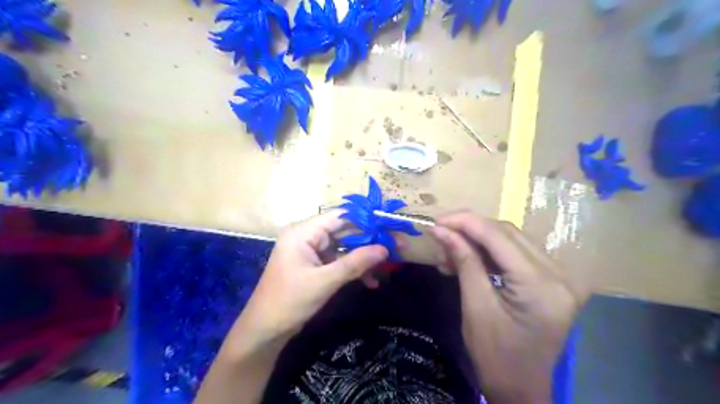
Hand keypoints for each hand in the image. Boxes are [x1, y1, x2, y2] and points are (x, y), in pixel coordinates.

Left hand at [230, 212, 388, 345]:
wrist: (265, 331)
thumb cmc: (290, 301)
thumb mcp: (325, 281)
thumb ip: (355, 263)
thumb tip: (385, 249)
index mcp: (303, 232)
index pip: (339, 217)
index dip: (365, 220)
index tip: (388, 226)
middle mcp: (306, 236)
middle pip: (343, 231)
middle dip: (368, 241)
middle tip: (393, 247)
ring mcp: (310, 251)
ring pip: (343, 247)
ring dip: (362, 258)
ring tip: (385, 267)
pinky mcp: (314, 265)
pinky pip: (337, 260)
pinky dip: (352, 269)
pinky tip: (369, 281)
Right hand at [430, 211, 587, 403]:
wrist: (522, 388)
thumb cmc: (496, 356)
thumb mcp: (475, 307)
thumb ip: (463, 261)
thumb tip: (441, 229)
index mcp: (542, 285)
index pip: (499, 237)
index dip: (465, 222)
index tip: (436, 219)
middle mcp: (560, 274)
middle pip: (508, 233)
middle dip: (470, 228)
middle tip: (440, 232)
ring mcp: (562, 276)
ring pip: (512, 239)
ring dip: (478, 239)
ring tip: (450, 248)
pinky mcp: (555, 279)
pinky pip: (518, 252)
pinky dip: (491, 250)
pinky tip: (470, 256)